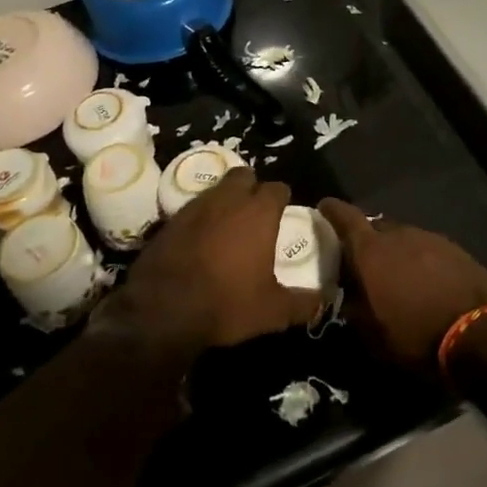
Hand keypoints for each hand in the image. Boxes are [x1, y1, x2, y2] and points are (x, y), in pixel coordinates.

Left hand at [109, 168, 319, 359]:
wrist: (162, 309)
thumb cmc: (226, 303)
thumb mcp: (272, 311)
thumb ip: (302, 304)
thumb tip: (324, 301)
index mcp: (258, 212)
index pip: (277, 188)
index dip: (282, 198)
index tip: (284, 212)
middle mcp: (228, 199)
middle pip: (244, 175)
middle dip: (252, 187)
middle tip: (255, 211)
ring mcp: (196, 206)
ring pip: (216, 188)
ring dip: (225, 199)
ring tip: (228, 223)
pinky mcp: (170, 219)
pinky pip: (193, 208)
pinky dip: (201, 216)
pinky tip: (201, 238)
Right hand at [318, 199, 486, 377]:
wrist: (484, 333)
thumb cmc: (418, 336)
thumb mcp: (374, 335)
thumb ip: (353, 309)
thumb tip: (344, 297)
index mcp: (371, 251)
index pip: (344, 216)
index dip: (331, 211)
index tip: (322, 210)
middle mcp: (398, 234)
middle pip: (373, 226)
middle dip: (364, 239)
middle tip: (359, 259)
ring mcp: (429, 238)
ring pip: (401, 237)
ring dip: (393, 250)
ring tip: (394, 273)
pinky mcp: (455, 248)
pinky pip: (425, 247)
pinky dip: (418, 258)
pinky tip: (423, 280)